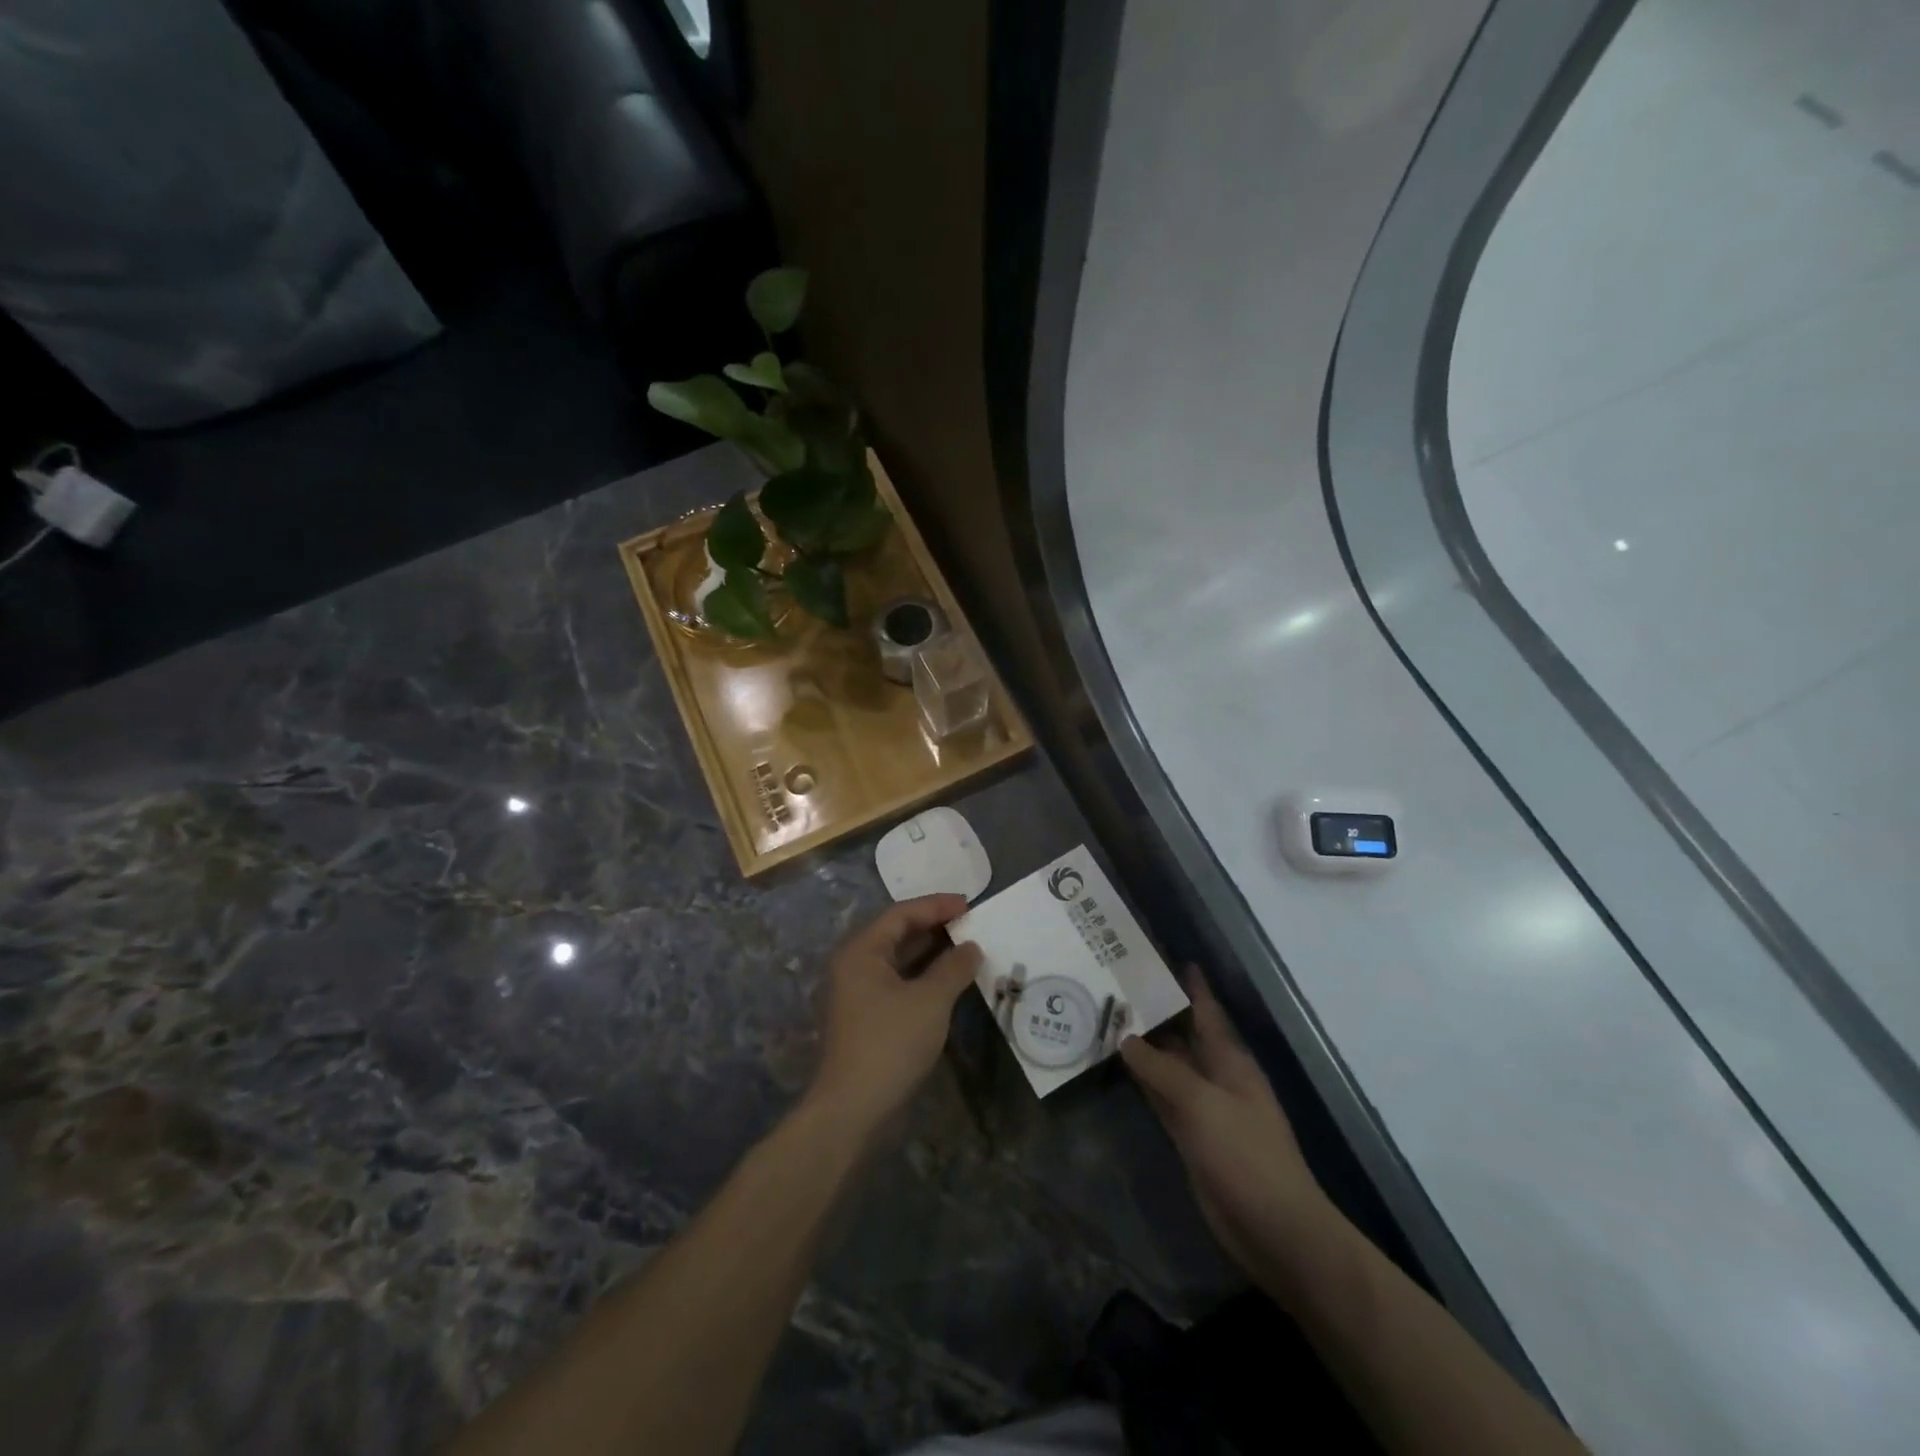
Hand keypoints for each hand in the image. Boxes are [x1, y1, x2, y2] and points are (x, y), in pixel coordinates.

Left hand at [807, 895, 981, 1131]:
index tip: (969, 904)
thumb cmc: (890, 1043)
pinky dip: (922, 976)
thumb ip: (953, 968)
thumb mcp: (930, 1001)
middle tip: (970, 923)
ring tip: (965, 948)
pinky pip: (897, 982)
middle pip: (897, 933)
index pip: (901, 914)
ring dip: (930, 952)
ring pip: (898, 960)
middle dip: (934, 926)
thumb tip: (971, 947)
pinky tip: (948, 982)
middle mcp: (854, 965)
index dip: (936, 906)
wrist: (851, 1108)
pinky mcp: (866, 1017)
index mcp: (862, 951)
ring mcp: (858, 993)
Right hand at [1120, 970, 1332, 1293]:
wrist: (1273, 1229)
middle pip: (1183, 1035)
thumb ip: (1161, 1069)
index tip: (1164, 957)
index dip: (1190, 985)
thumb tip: (1126, 1038)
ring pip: (1169, 1066)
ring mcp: (1204, 1108)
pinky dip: (1142, 1080)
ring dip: (1144, 1045)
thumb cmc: (1245, 1155)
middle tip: (1117, 984)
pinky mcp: (1191, 1136)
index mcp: (1230, 1060)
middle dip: (1157, 1011)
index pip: (1206, 1010)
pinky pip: (1162, 1097)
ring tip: (1109, 1016)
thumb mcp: (1201, 1103)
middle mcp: (1217, 1077)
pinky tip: (1118, 1066)